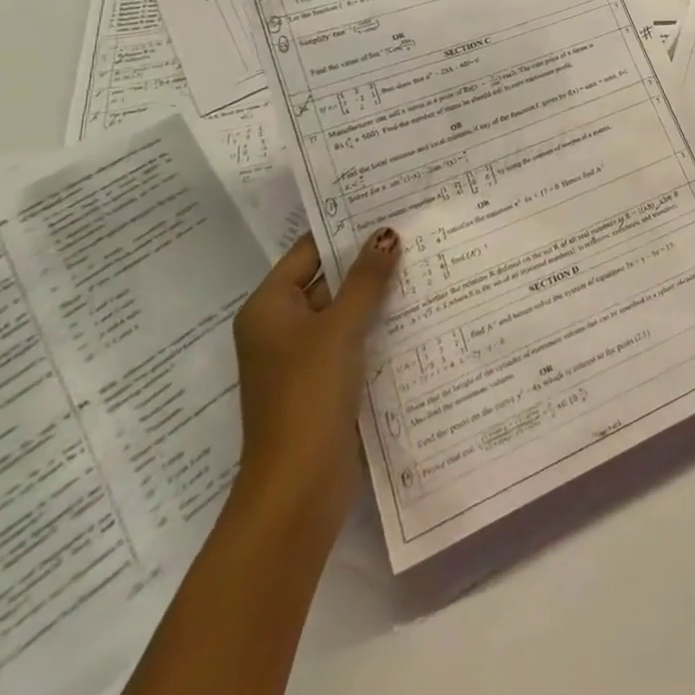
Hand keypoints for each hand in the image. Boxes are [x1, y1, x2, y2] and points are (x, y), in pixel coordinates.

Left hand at [229, 229, 399, 541]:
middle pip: (327, 279)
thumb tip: (386, 234)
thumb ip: (365, 280)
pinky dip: (377, 324)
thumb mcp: (339, 329)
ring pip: (344, 310)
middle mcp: (280, 328)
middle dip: (367, 260)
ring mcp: (302, 357)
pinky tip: (416, 310)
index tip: (389, 206)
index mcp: (269, 308)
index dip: (346, 229)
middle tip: (417, 229)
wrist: (297, 488)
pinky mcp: (324, 381)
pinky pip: (352, 339)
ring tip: (425, 262)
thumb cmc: (307, 396)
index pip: (310, 251)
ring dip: (377, 293)